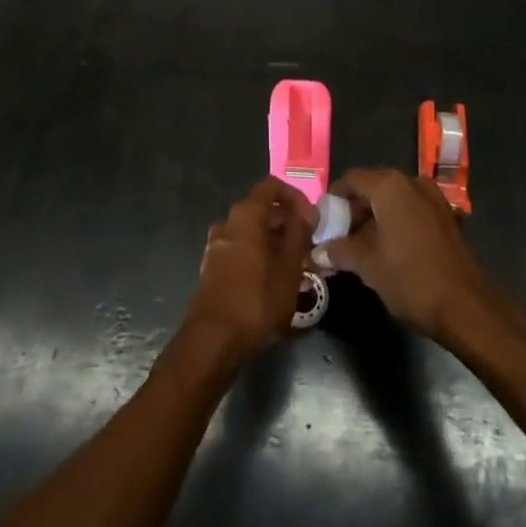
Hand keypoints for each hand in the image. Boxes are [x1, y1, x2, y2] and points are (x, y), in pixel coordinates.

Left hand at [183, 178, 315, 358]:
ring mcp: (217, 245)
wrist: (214, 340)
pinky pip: (242, 250)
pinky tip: (276, 282)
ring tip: (298, 267)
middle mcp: (228, 222)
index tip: (312, 218)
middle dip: (288, 224)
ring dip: (276, 243)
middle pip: (262, 210)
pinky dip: (261, 256)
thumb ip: (300, 233)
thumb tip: (308, 210)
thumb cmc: (257, 298)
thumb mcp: (289, 266)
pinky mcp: (214, 268)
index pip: (271, 186)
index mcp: (246, 214)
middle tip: (310, 246)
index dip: (294, 196)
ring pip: (253, 233)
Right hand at [316, 167, 491, 341]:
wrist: (465, 307)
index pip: (351, 179)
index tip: (324, 221)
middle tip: (339, 236)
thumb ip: (339, 251)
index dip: (334, 199)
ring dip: (374, 217)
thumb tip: (317, 251)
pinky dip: (395, 222)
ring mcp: (432, 197)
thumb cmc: (410, 279)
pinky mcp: (445, 216)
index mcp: (389, 185)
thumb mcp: (367, 265)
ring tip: (360, 246)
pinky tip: (388, 249)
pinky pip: (411, 209)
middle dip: (354, 209)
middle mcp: (411, 182)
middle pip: (372, 186)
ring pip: (393, 199)